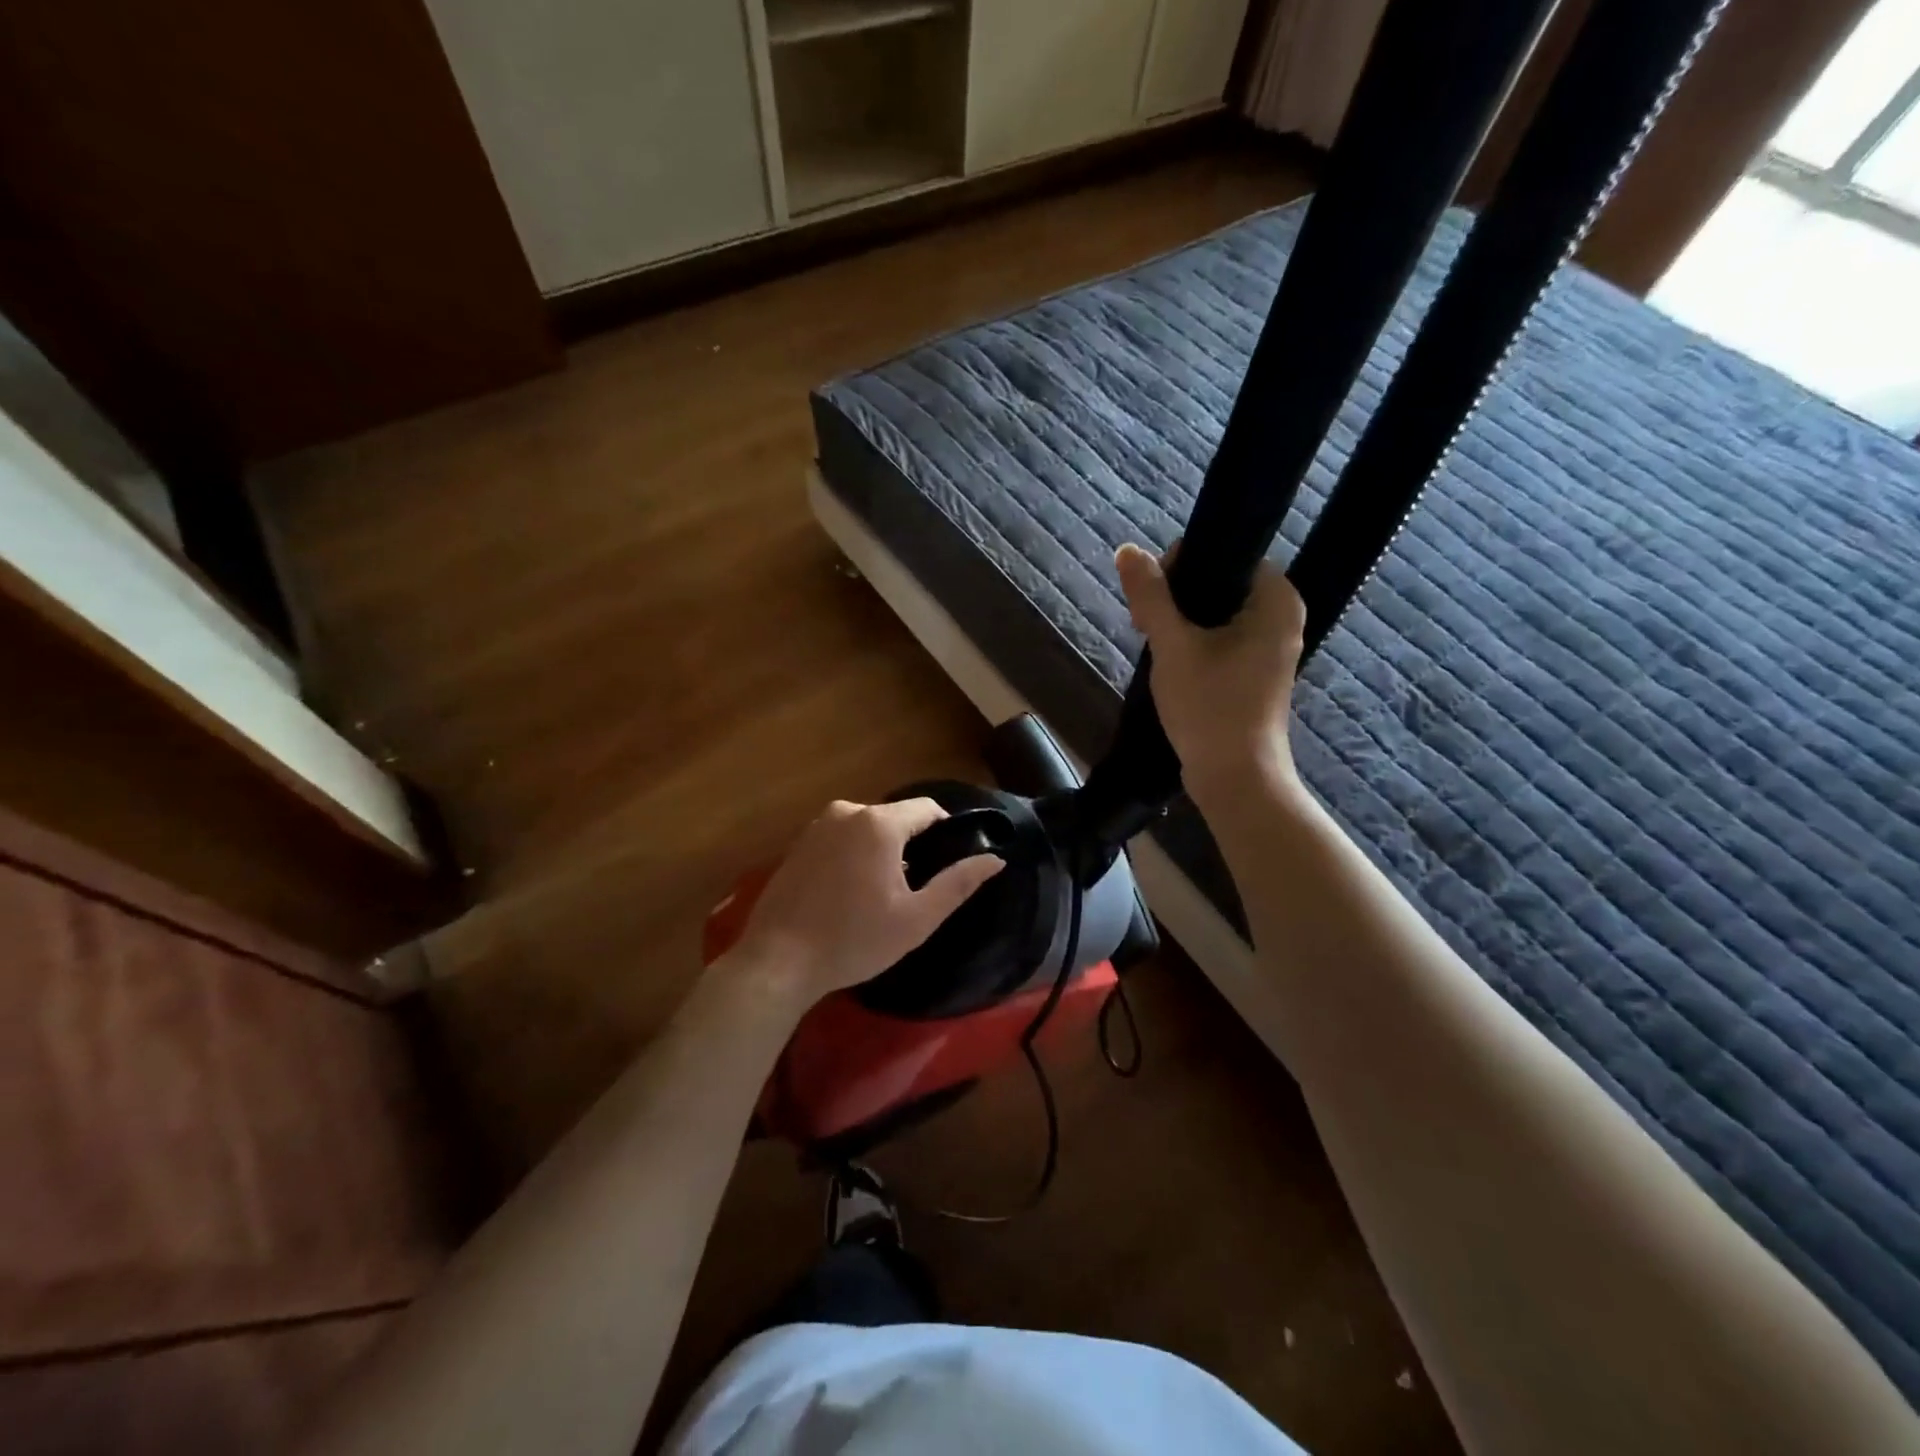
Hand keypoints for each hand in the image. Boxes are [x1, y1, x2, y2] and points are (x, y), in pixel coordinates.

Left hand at [732, 798, 1003, 1002]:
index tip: (950, 863)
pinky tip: (849, 893)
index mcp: (878, 824)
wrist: (777, 961)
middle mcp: (846, 811)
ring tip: (880, 895)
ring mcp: (817, 825)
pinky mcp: (798, 843)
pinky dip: (854, 855)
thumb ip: (958, 883)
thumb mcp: (916, 918)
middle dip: (911, 845)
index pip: (927, 808)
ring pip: (867, 827)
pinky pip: (841, 838)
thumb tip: (996, 859)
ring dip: (881, 851)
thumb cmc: (854, 940)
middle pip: (895, 817)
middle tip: (914, 889)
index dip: (946, 831)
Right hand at [1115, 542, 1306, 809]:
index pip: (1227, 554)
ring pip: (1216, 614)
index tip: (1153, 598)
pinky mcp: (1255, 674)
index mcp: (1276, 600)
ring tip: (1154, 645)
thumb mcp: (1173, 646)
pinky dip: (1194, 645)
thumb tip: (1127, 550)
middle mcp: (1281, 618)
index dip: (1183, 566)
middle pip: (1219, 583)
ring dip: (1181, 624)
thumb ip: (1151, 596)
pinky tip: (1170, 664)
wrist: (1235, 778)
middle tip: (1146, 626)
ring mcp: (1270, 648)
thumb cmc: (1210, 706)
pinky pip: (1221, 640)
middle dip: (1178, 599)